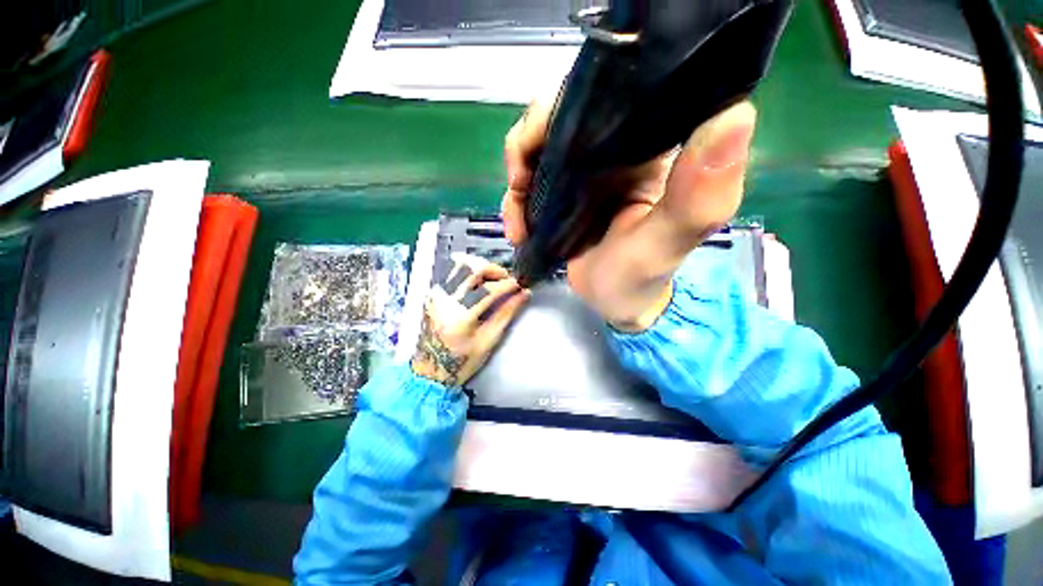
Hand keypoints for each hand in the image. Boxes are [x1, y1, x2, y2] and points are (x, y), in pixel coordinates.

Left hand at [411, 254, 530, 386]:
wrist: (430, 370)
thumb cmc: (461, 361)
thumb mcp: (488, 340)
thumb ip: (507, 313)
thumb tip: (523, 294)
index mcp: (459, 315)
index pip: (489, 289)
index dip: (509, 284)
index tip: (521, 285)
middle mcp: (444, 299)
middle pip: (472, 267)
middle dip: (495, 269)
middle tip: (508, 280)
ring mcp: (436, 294)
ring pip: (461, 264)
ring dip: (482, 268)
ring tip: (495, 281)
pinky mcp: (434, 293)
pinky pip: (454, 272)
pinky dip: (471, 273)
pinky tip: (480, 284)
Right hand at [502, 98, 755, 330]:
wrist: (619, 301)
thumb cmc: (645, 275)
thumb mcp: (669, 241)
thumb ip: (699, 193)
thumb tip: (735, 112)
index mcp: (650, 142)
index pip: (611, 89)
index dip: (569, 101)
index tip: (543, 138)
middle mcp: (616, 145)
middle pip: (561, 114)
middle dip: (529, 144)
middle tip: (519, 184)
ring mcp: (585, 168)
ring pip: (538, 146)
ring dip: (518, 177)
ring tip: (517, 221)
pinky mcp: (564, 191)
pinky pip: (530, 178)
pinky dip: (515, 199)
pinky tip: (517, 226)